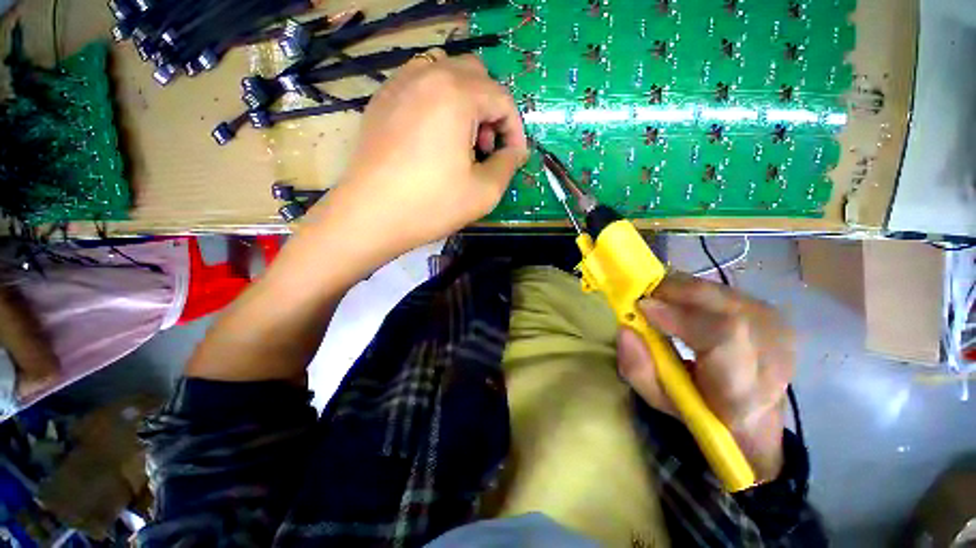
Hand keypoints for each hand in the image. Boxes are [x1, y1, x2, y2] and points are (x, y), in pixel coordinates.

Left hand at [310, 49, 528, 262]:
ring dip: (465, 103)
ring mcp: (399, 84)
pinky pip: (420, 86)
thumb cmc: (431, 205)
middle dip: (490, 111)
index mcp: (456, 94)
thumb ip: (508, 165)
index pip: (502, 98)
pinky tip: (434, 138)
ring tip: (460, 142)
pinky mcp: (382, 100)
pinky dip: (438, 104)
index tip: (514, 158)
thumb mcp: (484, 192)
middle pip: (476, 76)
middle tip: (486, 148)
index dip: (515, 130)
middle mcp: (426, 76)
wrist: (370, 217)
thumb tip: (515, 152)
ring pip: (447, 74)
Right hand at [616, 273, 793, 481]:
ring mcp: (774, 327)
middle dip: (671, 293)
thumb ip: (638, 368)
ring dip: (678, 291)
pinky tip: (679, 303)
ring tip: (657, 302)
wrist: (755, 413)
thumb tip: (624, 328)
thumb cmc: (701, 411)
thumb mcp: (659, 399)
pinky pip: (719, 289)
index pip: (723, 337)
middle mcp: (771, 352)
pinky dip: (690, 291)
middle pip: (718, 304)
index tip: (641, 306)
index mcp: (745, 389)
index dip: (678, 315)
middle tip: (640, 297)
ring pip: (716, 291)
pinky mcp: (768, 311)